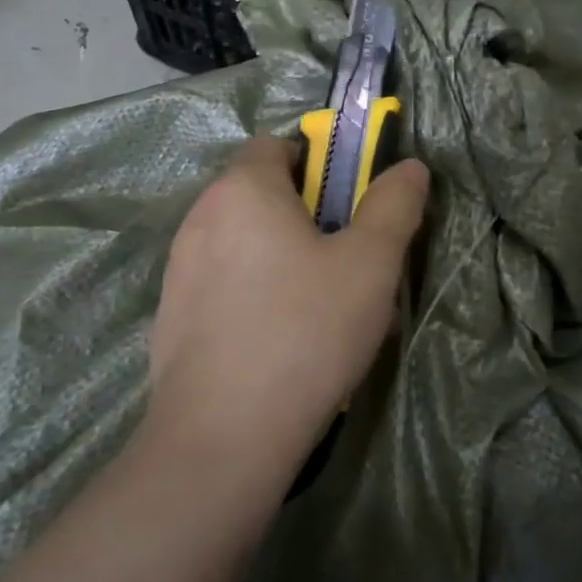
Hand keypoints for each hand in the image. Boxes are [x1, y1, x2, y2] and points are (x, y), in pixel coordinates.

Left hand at [144, 135, 429, 484]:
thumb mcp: (370, 263)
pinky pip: (223, 284)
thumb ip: (394, 206)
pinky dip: (252, 293)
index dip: (319, 163)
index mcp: (243, 190)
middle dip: (304, 213)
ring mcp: (179, 270)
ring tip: (317, 306)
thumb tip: (410, 167)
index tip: (349, 205)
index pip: (276, 145)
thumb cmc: (306, 331)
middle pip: (259, 194)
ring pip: (242, 242)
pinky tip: (278, 340)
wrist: (224, 436)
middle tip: (345, 259)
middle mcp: (200, 217)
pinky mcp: (171, 317)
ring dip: (278, 255)